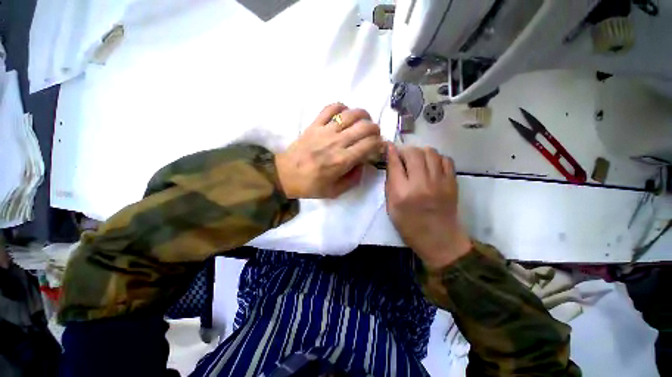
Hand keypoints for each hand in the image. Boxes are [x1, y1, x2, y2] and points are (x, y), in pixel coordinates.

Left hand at [275, 103, 382, 198]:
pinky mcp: (314, 124)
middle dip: (375, 129)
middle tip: (374, 135)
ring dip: (363, 115)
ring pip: (351, 114)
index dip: (379, 143)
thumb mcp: (335, 191)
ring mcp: (325, 131)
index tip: (379, 147)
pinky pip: (330, 108)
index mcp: (342, 160)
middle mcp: (337, 142)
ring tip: (364, 121)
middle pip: (365, 126)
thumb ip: (353, 179)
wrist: (284, 175)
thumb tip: (362, 164)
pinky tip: (344, 114)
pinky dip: (341, 107)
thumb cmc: (310, 185)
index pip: (370, 144)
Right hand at [385, 144, 471, 268]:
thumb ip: (390, 183)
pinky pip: (445, 159)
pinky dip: (436, 158)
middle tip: (402, 156)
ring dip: (420, 152)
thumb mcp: (391, 207)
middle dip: (405, 151)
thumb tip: (391, 163)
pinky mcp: (452, 183)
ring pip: (430, 152)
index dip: (391, 151)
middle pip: (413, 153)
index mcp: (402, 193)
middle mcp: (421, 184)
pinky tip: (431, 165)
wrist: (438, 239)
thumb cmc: (409, 225)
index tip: (388, 146)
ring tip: (417, 160)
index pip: (395, 163)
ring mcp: (439, 182)